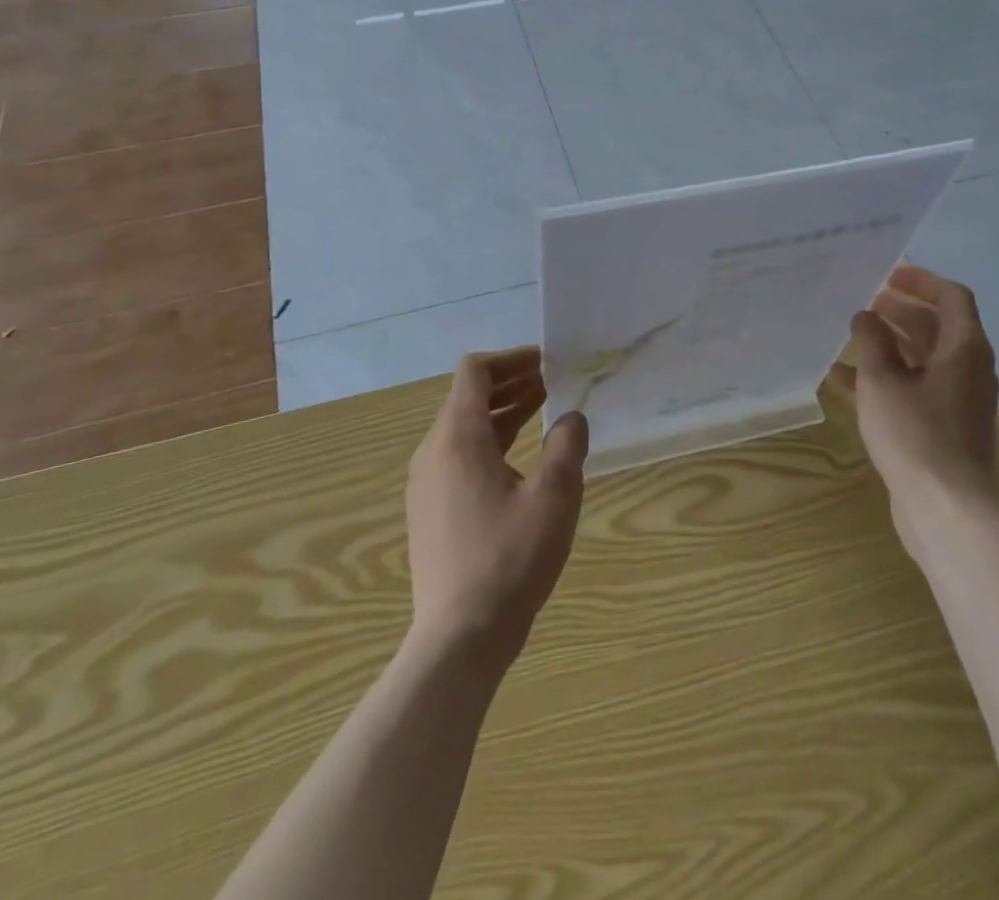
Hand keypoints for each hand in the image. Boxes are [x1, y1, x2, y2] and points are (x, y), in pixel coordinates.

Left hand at [406, 347, 588, 668]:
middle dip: (509, 383)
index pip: (474, 372)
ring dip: (500, 412)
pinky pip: (457, 456)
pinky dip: (488, 441)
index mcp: (458, 438)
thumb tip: (572, 418)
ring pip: (462, 427)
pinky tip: (518, 460)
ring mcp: (426, 483)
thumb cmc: (509, 559)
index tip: (545, 363)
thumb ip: (567, 446)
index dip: (511, 359)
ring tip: (541, 411)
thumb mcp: (554, 497)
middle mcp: (433, 451)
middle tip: (551, 383)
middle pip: (466, 396)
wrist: (460, 638)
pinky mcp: (428, 509)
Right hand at [831, 267, 998, 555]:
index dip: (921, 281)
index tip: (888, 275)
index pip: (952, 297)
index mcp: (964, 349)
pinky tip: (844, 382)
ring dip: (889, 346)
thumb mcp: (882, 380)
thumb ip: (872, 342)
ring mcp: (957, 401)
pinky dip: (886, 380)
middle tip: (865, 304)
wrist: (946, 510)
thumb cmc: (915, 434)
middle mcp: (968, 370)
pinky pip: (915, 390)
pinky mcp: (943, 428)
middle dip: (901, 312)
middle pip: (937, 327)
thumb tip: (866, 317)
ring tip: (851, 337)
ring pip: (923, 360)